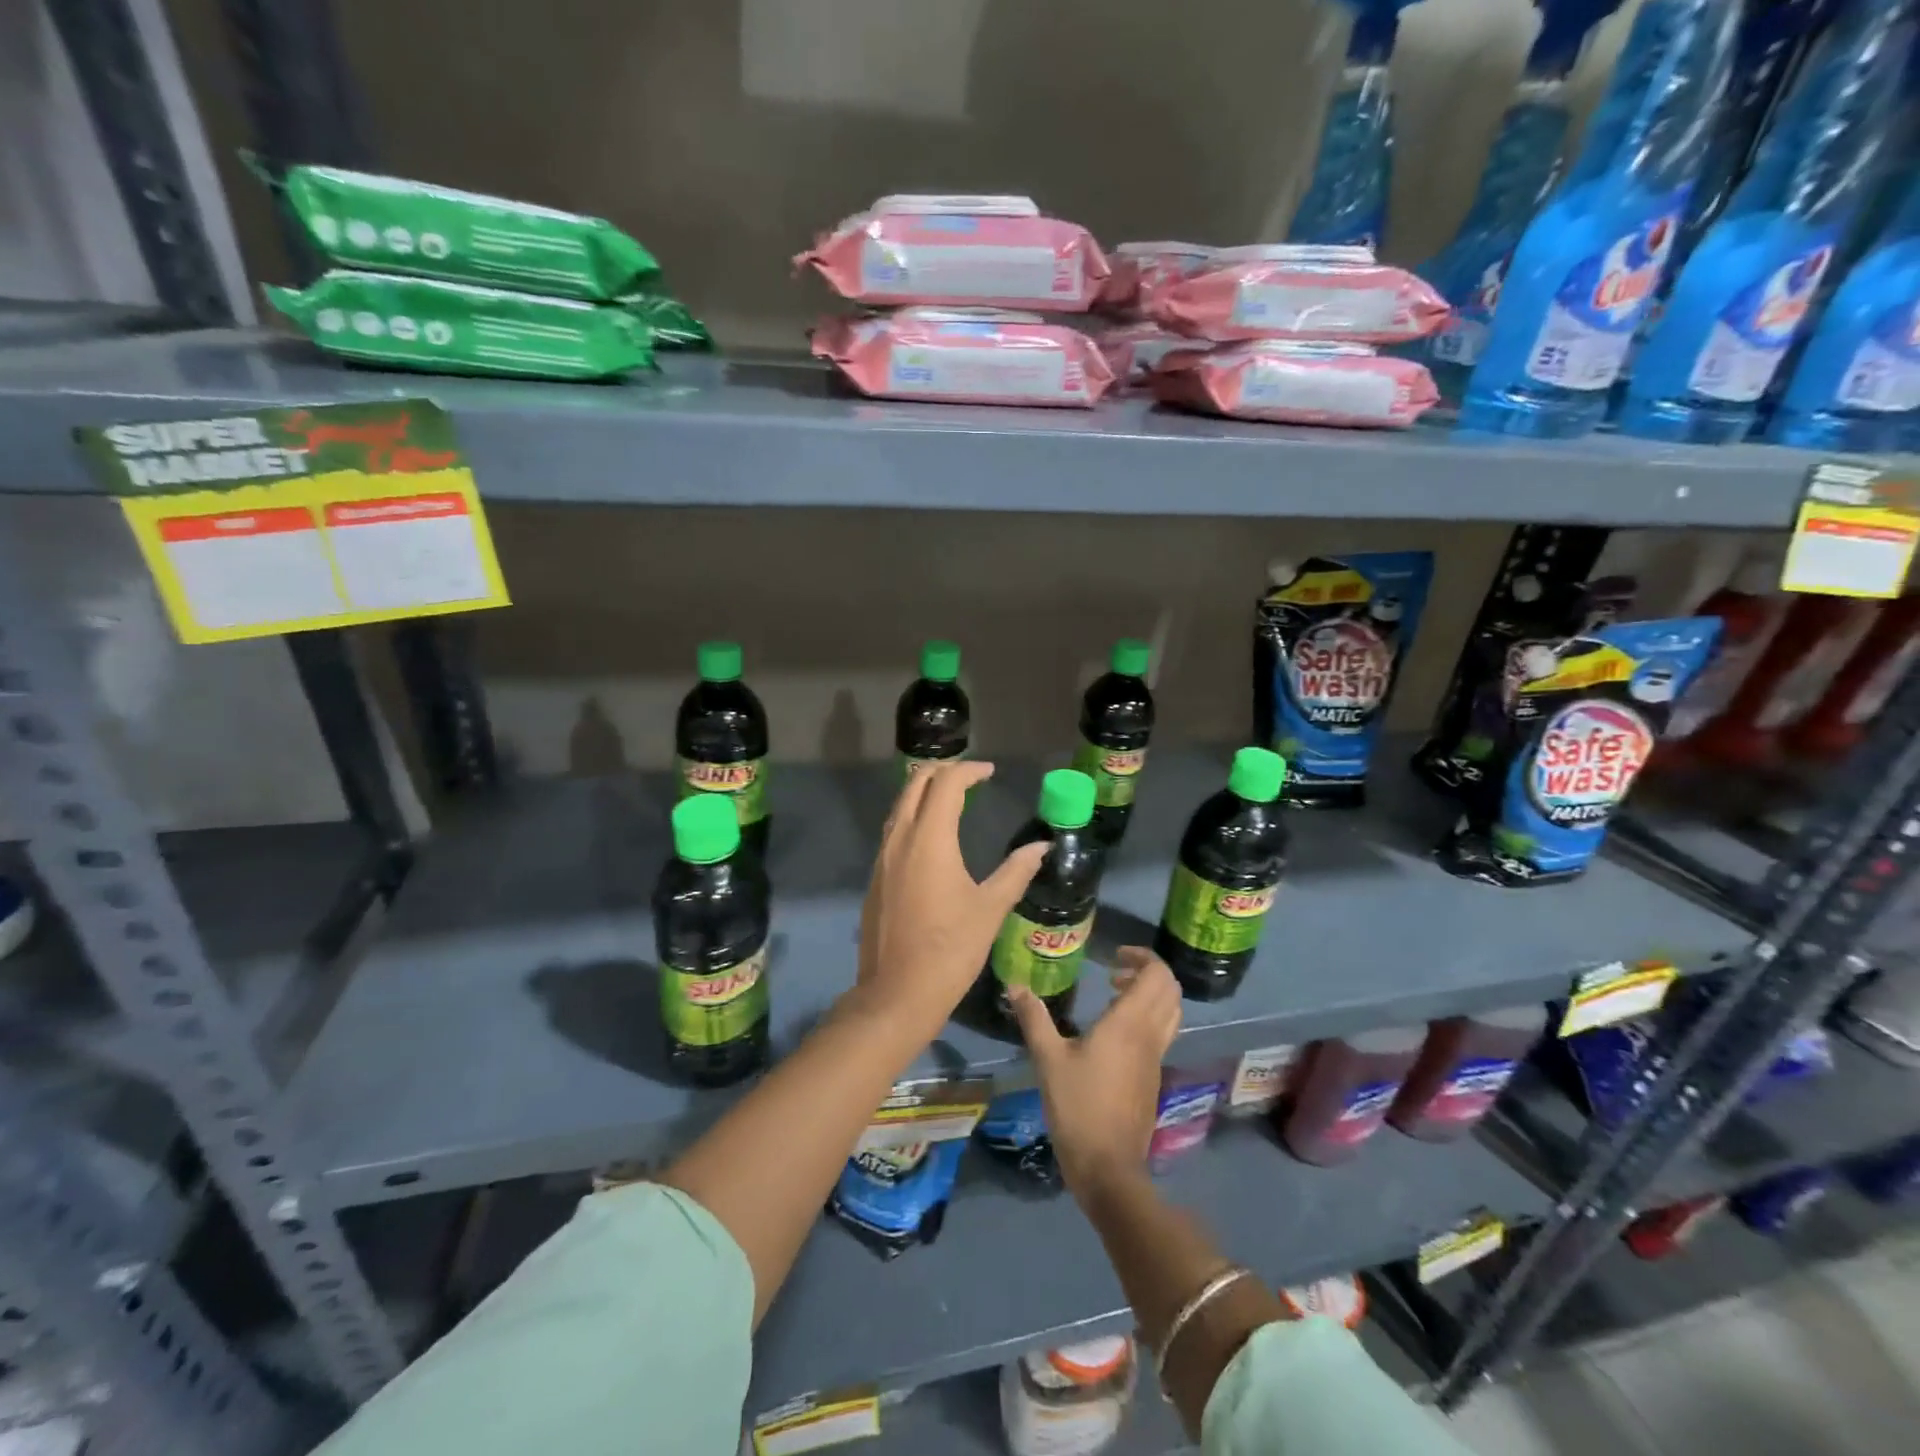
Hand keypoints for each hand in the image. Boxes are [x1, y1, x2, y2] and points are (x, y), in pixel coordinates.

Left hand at [853, 760, 1046, 1040]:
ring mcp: (882, 857)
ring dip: (923, 791)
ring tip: (952, 797)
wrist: (897, 994)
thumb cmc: (950, 950)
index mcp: (929, 840)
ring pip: (900, 805)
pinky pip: (893, 829)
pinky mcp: (876, 876)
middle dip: (942, 771)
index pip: (946, 784)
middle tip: (970, 777)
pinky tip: (931, 835)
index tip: (989, 773)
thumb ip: (1016, 871)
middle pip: (915, 784)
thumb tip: (1041, 847)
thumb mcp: (990, 909)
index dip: (969, 771)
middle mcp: (900, 838)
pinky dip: (912, 815)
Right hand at [1008, 947, 1181, 1200]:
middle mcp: (1150, 1036)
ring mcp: (1156, 1058)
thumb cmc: (1078, 1107)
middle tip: (1114, 972)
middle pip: (1170, 990)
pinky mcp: (1153, 1077)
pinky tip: (1113, 1032)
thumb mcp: (1048, 1059)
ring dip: (1150, 995)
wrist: (1108, 1167)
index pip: (1158, 975)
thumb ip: (1034, 1018)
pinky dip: (1147, 1017)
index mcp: (1130, 1024)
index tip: (1114, 956)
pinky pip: (1162, 1033)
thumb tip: (1016, 985)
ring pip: (1171, 1012)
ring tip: (1114, 996)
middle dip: (1148, 972)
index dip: (1143, 957)